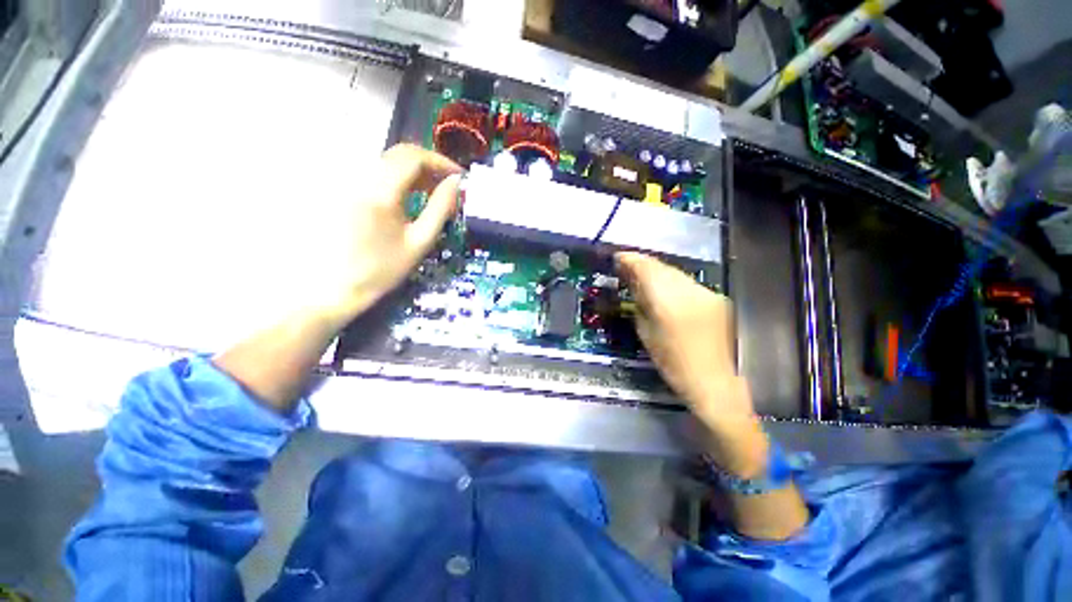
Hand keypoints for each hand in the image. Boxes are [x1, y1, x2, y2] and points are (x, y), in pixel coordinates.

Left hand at [326, 144, 462, 322]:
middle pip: (399, 154)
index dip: (440, 162)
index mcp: (380, 191)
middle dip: (428, 165)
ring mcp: (346, 181)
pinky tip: (407, 196)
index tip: (458, 177)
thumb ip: (440, 208)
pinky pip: (374, 172)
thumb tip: (456, 183)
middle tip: (448, 185)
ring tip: (431, 192)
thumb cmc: (382, 269)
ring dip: (413, 172)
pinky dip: (396, 178)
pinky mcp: (340, 188)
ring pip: (387, 162)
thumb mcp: (419, 241)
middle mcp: (359, 176)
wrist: (333, 286)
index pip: (414, 157)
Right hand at [615, 252, 766, 474]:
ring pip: (675, 272)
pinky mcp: (717, 298)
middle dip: (642, 264)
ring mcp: (706, 293)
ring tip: (643, 277)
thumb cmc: (674, 365)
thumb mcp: (647, 335)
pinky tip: (666, 290)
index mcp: (667, 302)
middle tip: (627, 267)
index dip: (630, 260)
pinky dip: (672, 282)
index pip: (646, 269)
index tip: (617, 257)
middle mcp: (689, 290)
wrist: (717, 384)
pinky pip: (687, 282)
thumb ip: (640, 305)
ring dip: (657, 272)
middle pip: (661, 266)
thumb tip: (634, 286)